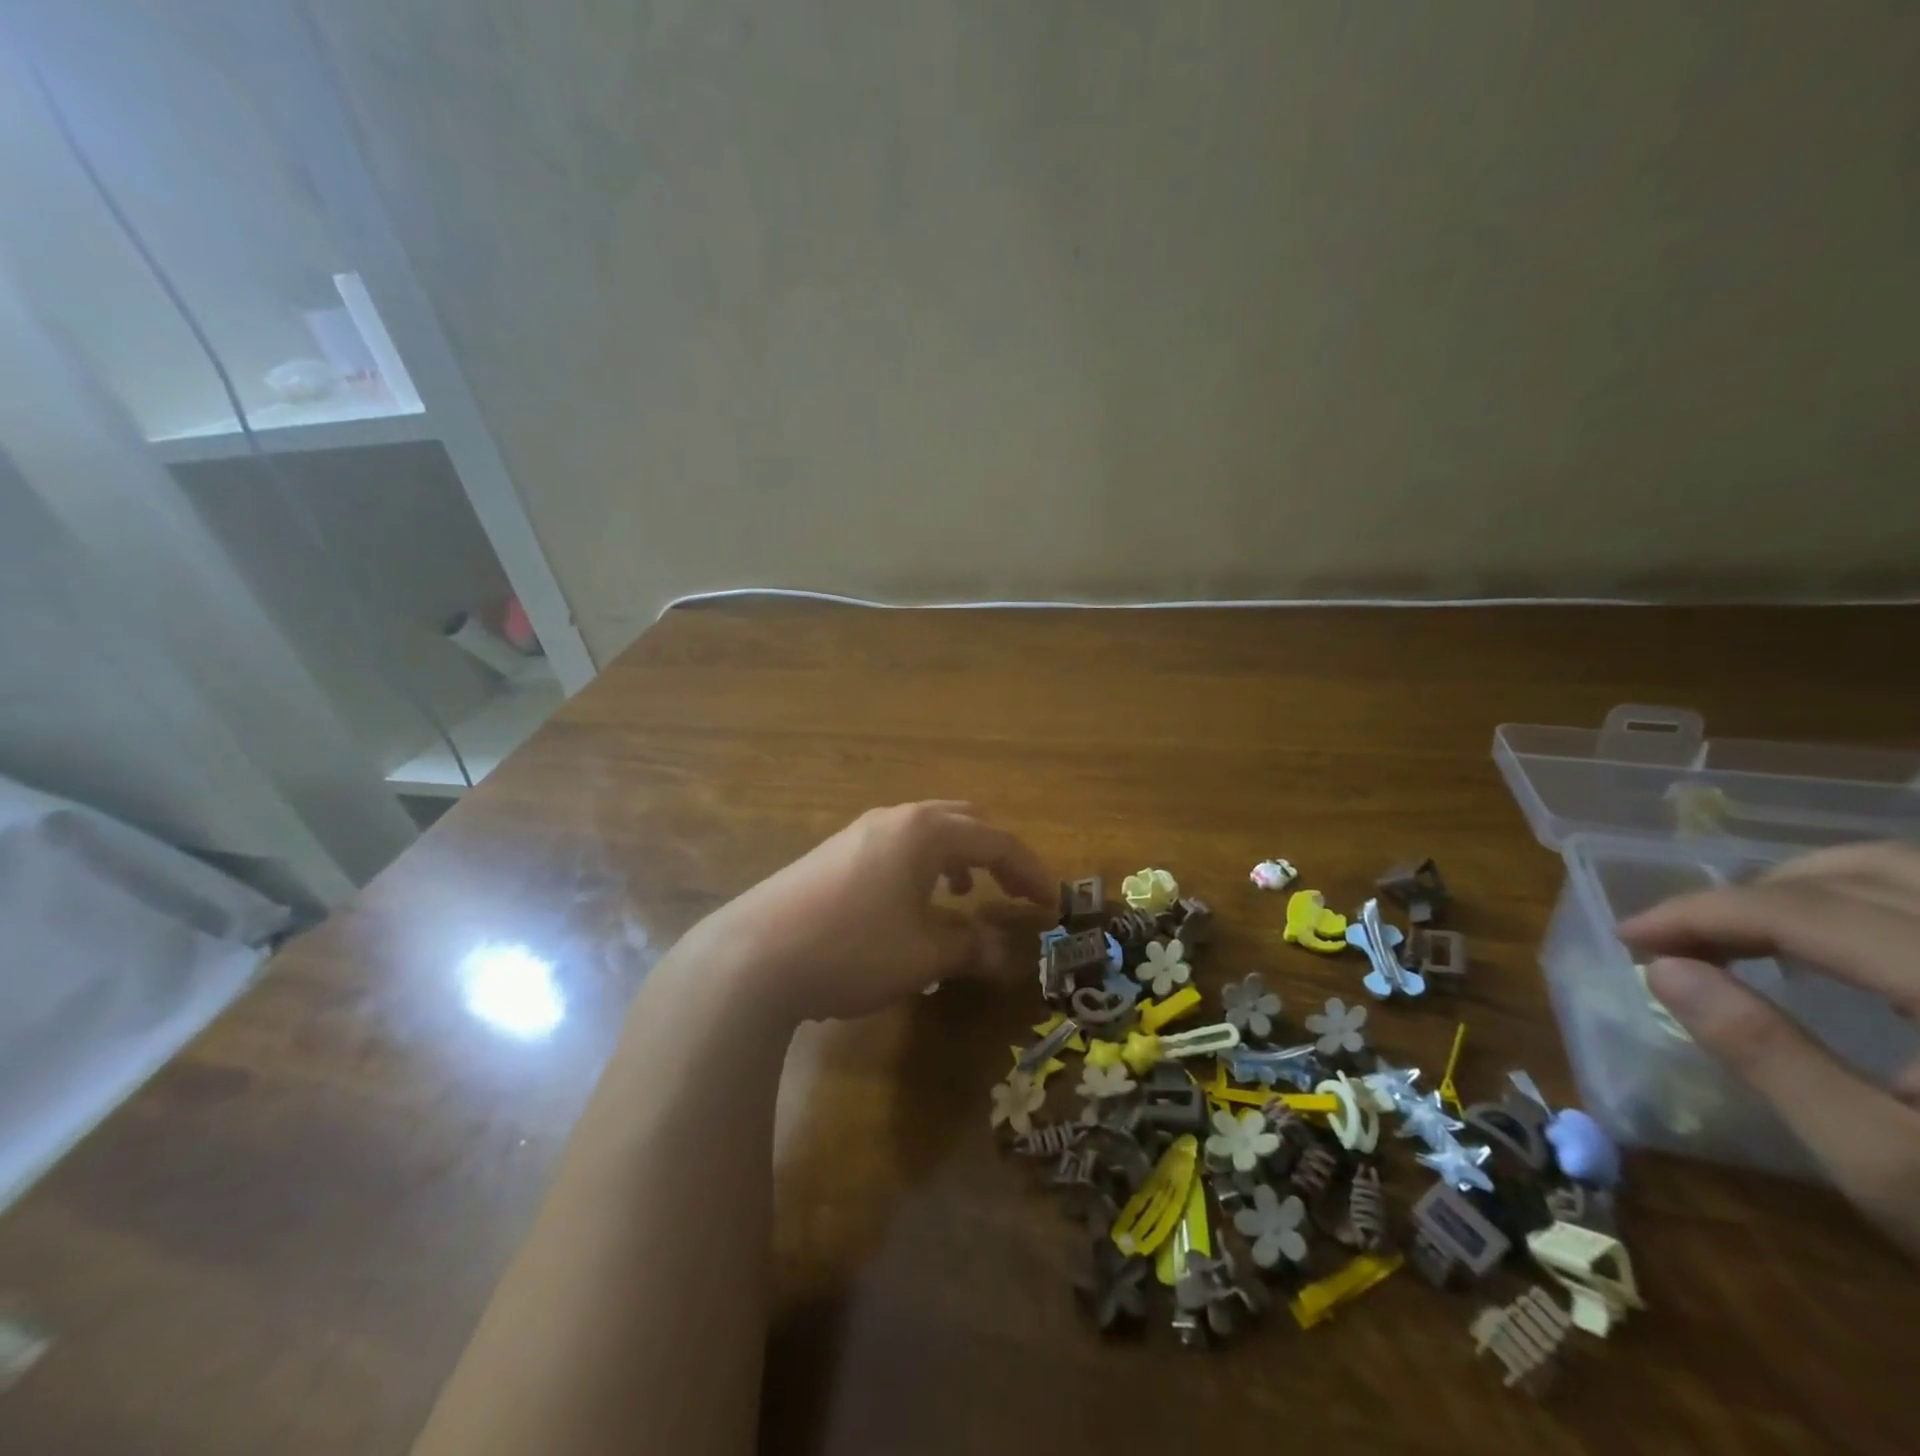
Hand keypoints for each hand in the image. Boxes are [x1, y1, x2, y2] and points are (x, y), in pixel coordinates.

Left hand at [694, 801, 1054, 1023]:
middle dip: (995, 854)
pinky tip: (910, 904)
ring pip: (924, 832)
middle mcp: (894, 819)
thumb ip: (971, 948)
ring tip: (964, 891)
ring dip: (956, 857)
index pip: (997, 842)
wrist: (753, 957)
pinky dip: (921, 867)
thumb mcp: (924, 956)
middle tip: (1013, 888)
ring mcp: (857, 833)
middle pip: (962, 822)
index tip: (1051, 903)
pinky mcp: (831, 854)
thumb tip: (1004, 954)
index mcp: (925, 831)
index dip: (1030, 872)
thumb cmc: (853, 949)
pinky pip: (895, 848)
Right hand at [1619, 841, 1919, 1256]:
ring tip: (1752, 929)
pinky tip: (1844, 947)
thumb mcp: (1883, 1162)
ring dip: (1813, 887)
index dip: (1702, 913)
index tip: (1630, 935)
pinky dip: (1874, 902)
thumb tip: (1665, 969)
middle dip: (1754, 893)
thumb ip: (1771, 1057)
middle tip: (1688, 937)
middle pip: (1865, 873)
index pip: (1806, 913)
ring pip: (1912, 872)